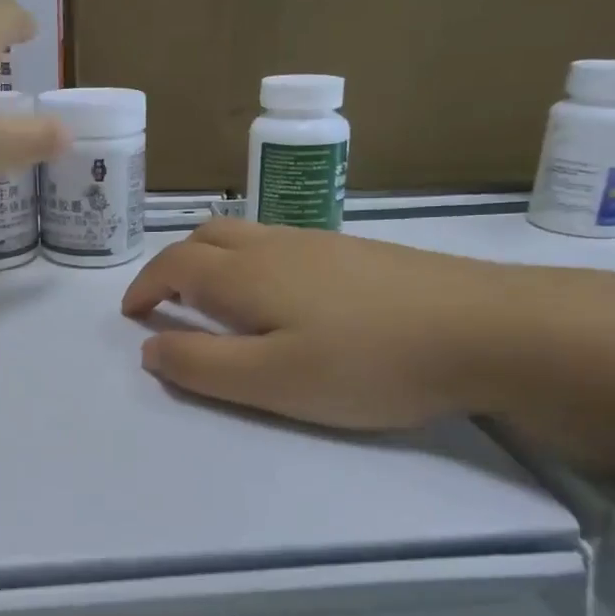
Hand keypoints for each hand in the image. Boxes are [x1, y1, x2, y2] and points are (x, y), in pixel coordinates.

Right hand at [120, 219, 513, 430]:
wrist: (483, 327)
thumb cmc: (366, 362)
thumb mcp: (271, 381)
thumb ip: (201, 365)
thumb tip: (149, 347)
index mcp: (244, 273)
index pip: (173, 264)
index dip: (144, 287)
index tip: (132, 315)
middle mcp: (273, 244)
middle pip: (205, 236)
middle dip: (173, 265)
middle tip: (168, 304)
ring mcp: (317, 241)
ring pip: (244, 234)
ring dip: (212, 260)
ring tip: (218, 302)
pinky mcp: (353, 251)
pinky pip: (279, 242)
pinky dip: (251, 261)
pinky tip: (282, 297)